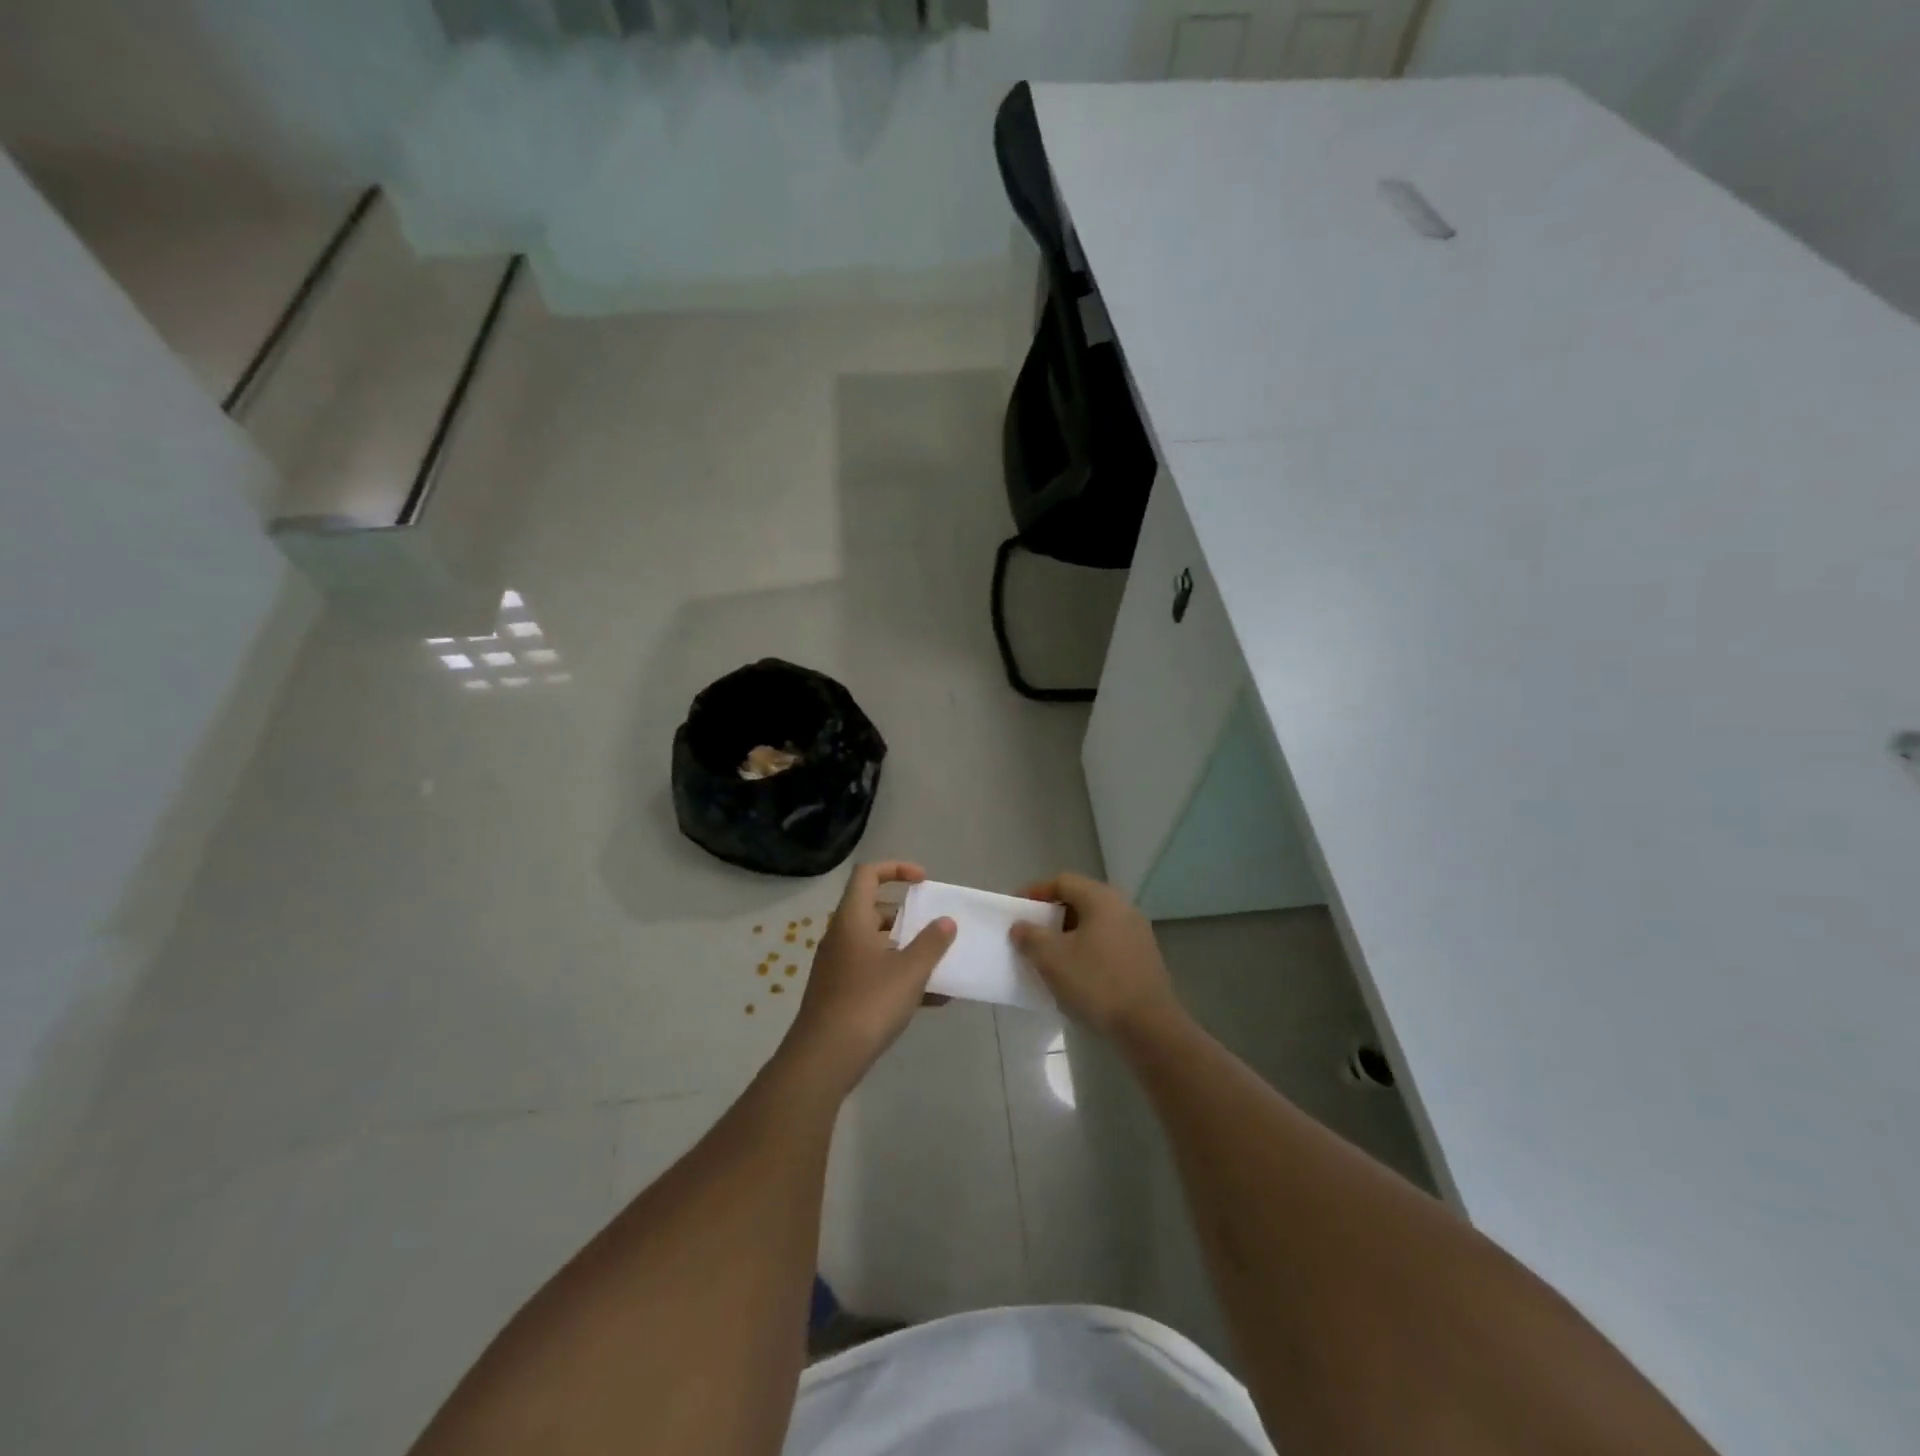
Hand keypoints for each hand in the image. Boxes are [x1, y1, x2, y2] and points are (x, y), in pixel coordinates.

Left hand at [784, 862, 955, 1092]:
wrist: (824, 1059)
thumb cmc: (868, 1003)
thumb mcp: (909, 971)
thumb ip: (931, 943)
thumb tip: (945, 921)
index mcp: (852, 919)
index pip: (868, 874)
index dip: (896, 869)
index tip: (924, 882)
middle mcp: (841, 937)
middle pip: (874, 910)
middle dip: (908, 917)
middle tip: (934, 928)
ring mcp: (838, 967)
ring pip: (877, 945)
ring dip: (908, 950)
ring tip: (940, 965)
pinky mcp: (840, 994)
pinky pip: (874, 973)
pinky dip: (900, 977)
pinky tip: (932, 1000)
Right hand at [1011, 873, 1180, 1037]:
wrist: (1148, 1026)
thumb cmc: (1096, 983)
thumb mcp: (1052, 958)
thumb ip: (1030, 936)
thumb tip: (1021, 926)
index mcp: (1102, 899)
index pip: (1063, 881)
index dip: (1035, 891)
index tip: (1016, 909)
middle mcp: (1123, 907)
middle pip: (1080, 900)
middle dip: (1052, 915)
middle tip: (1031, 932)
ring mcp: (1137, 933)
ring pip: (1094, 923)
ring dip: (1069, 935)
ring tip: (1050, 955)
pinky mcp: (1144, 957)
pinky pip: (1107, 943)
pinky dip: (1087, 949)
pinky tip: (1076, 973)